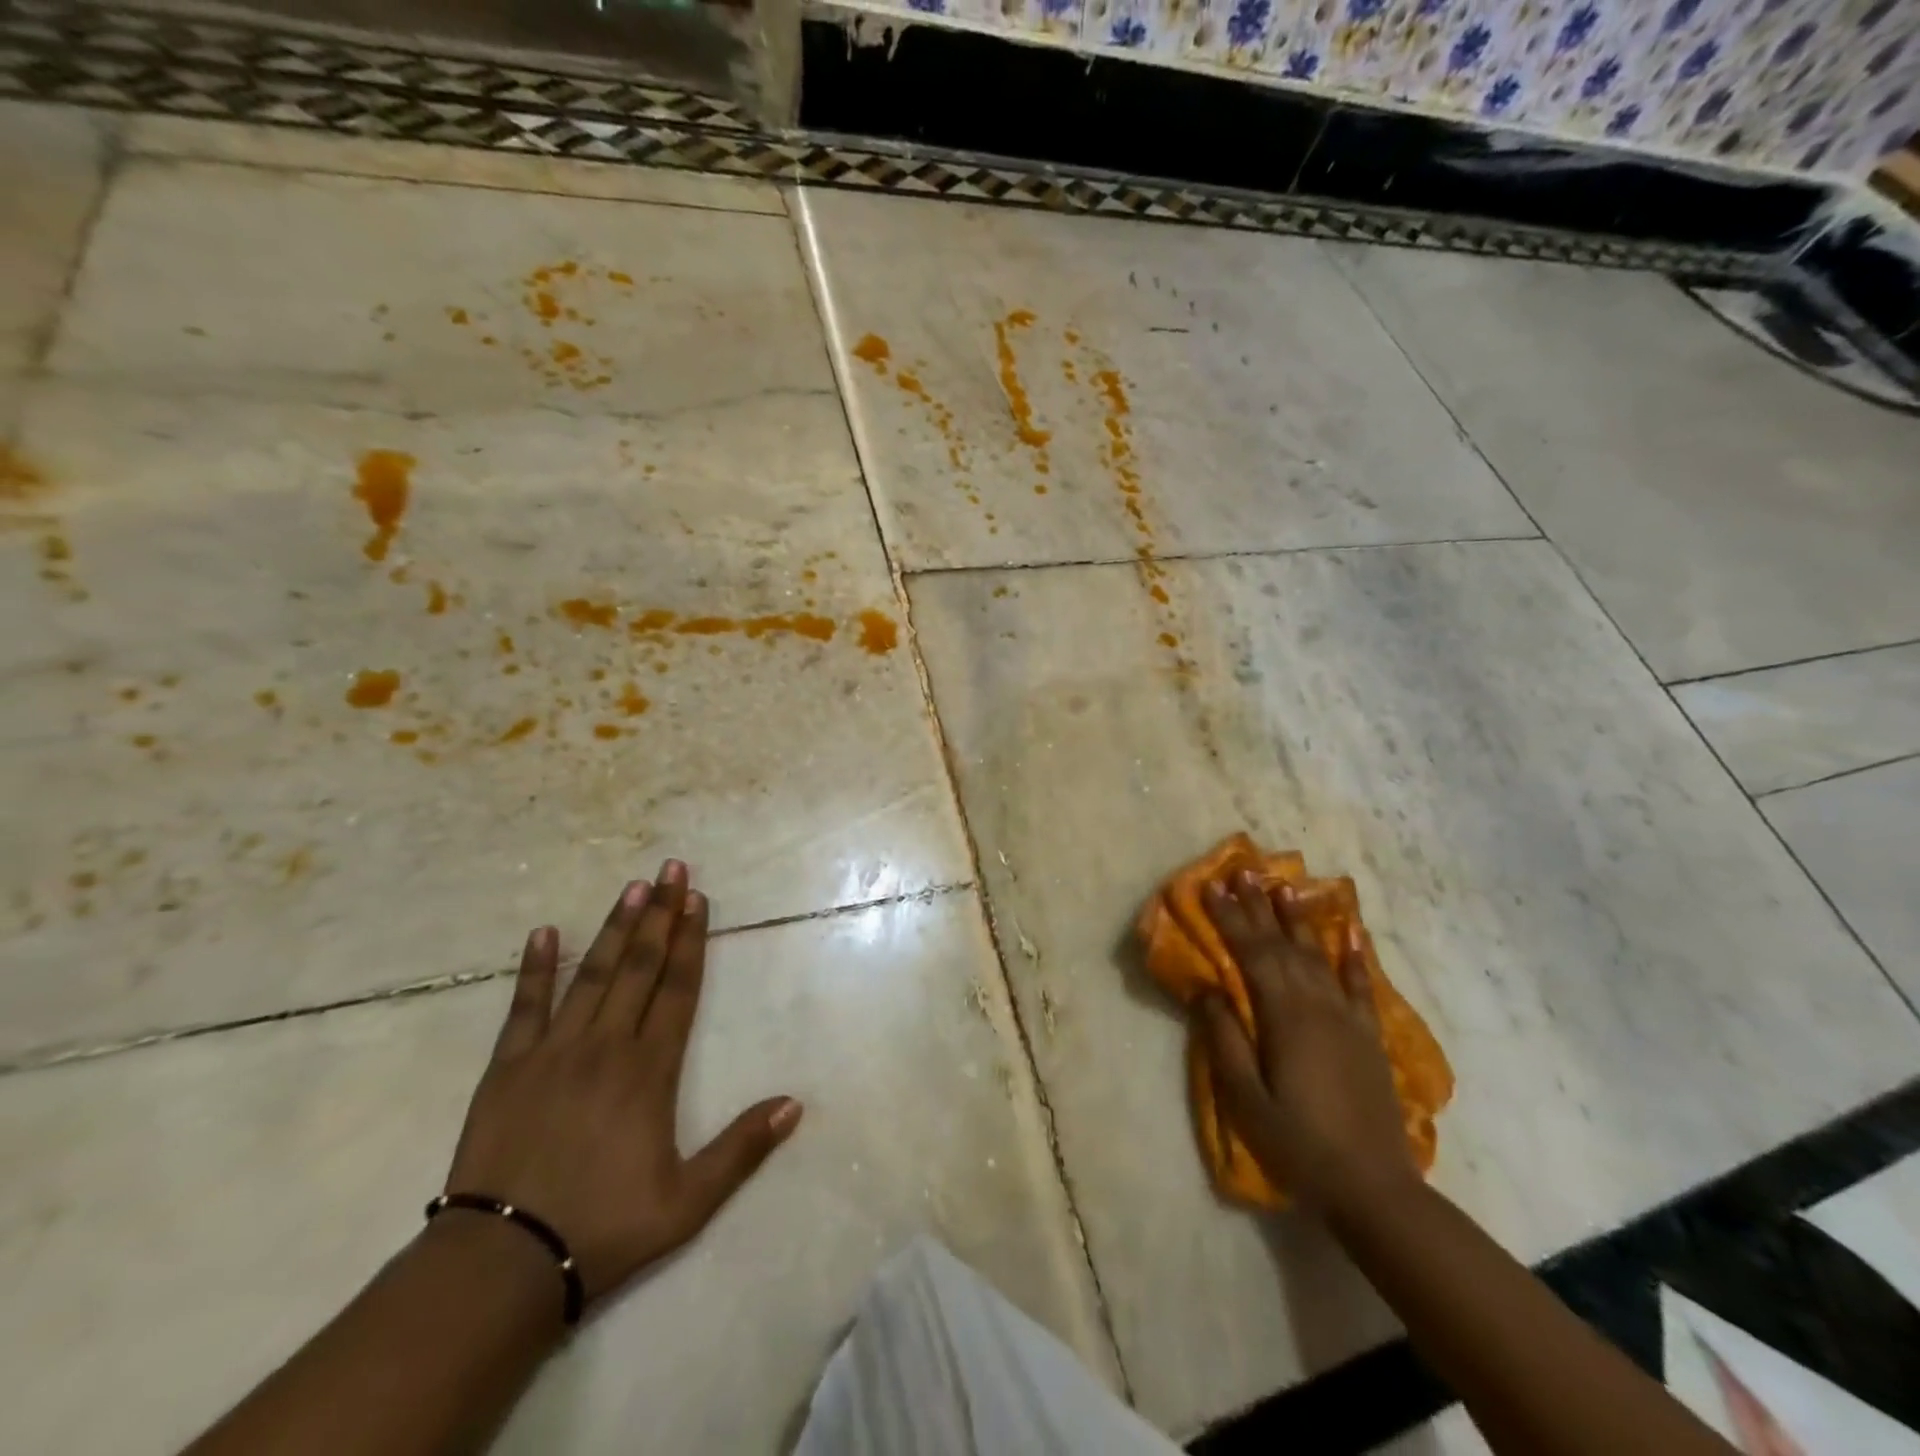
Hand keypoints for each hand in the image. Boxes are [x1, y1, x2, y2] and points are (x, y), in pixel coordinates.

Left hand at [444, 860, 801, 1305]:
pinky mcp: (507, 1068)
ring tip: (632, 886)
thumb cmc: (602, 1228)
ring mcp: (553, 1052)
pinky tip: (543, 932)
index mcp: (649, 1071)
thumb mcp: (687, 1203)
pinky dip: (535, 968)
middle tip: (671, 869)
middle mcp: (606, 1046)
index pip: (678, 989)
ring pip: (592, 974)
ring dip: (614, 927)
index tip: (698, 899)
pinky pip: (525, 1007)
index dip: (691, 941)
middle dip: (659, 915)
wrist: (500, 1266)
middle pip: (638, 967)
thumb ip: (741, 1150)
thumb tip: (795, 1104)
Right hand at [1194, 870, 1414, 1214]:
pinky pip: (1360, 984)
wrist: (1374, 1188)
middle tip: (1241, 871)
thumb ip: (1224, 1039)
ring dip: (1296, 918)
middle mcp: (1317, 1005)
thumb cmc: (1298, 1144)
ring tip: (1281, 885)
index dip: (1229, 918)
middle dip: (1257, 907)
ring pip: (1316, 955)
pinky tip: (1349, 930)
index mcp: (1284, 1017)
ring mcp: (1347, 1018)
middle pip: (1281, 945)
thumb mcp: (1246, 1098)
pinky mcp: (1368, 1035)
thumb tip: (1206, 988)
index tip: (1211, 887)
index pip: (1251, 953)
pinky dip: (1353, 955)